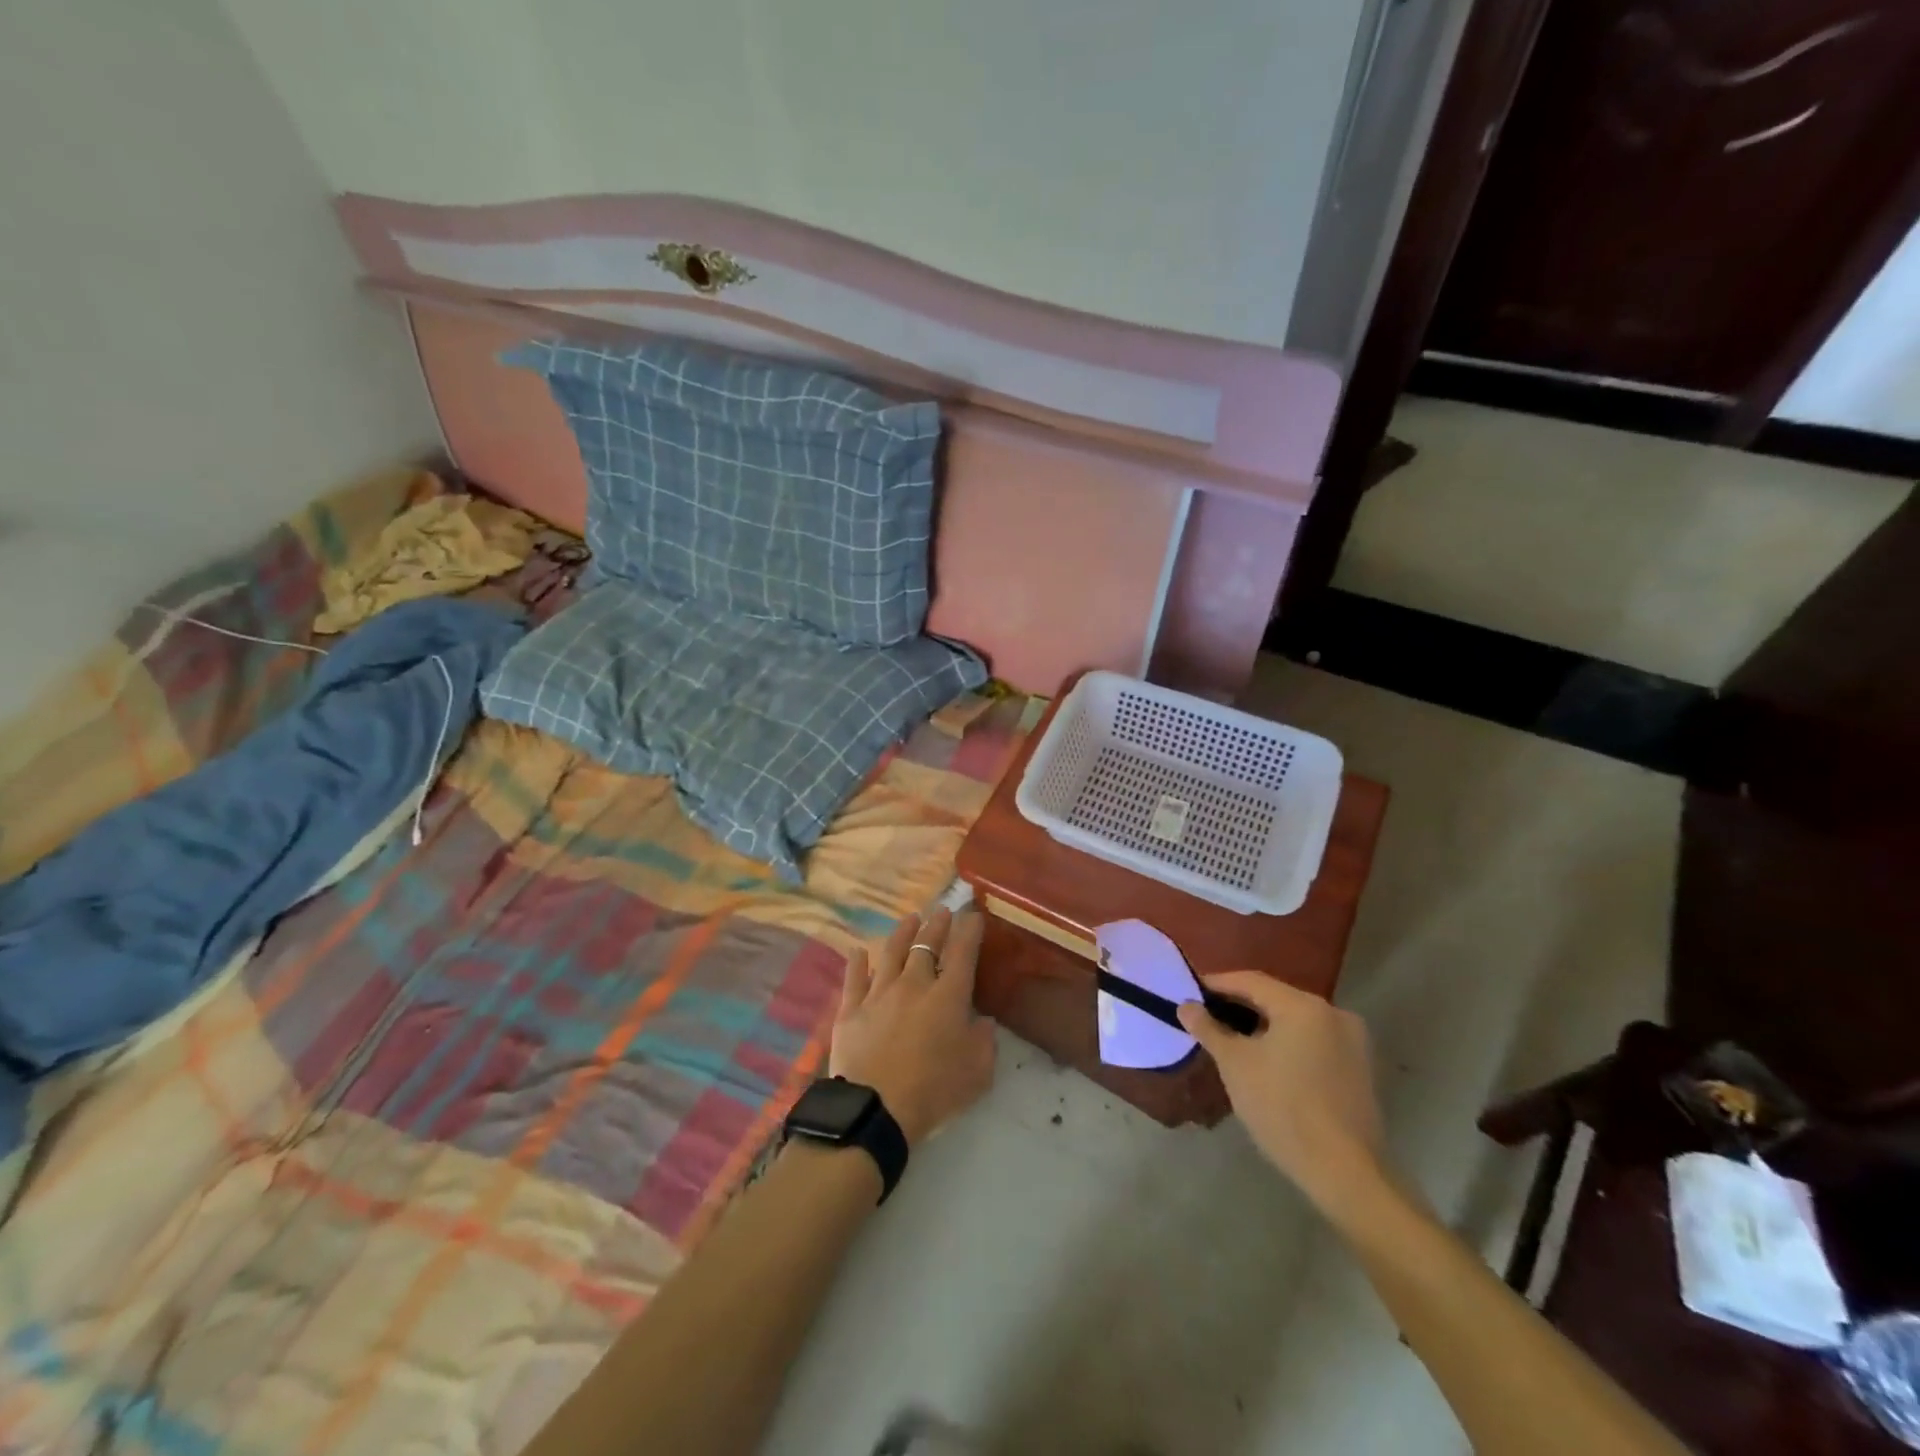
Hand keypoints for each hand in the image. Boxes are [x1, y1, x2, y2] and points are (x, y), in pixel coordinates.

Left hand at [830, 908, 995, 1146]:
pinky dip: (857, 963)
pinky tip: (859, 951)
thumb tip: (983, 1021)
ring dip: (902, 933)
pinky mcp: (851, 1009)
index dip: (969, 931)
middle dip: (937, 926)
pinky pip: (854, 979)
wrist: (876, 1109)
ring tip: (910, 919)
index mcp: (948, 996)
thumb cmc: (934, 1091)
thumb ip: (984, 1042)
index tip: (973, 916)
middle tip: (942, 912)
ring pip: (891, 953)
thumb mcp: (978, 1072)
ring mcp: (879, 994)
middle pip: (926, 946)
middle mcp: (914, 984)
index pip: (962, 953)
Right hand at [1179, 971, 1388, 1221]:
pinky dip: (1287, 1043)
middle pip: (1276, 999)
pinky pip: (1313, 1041)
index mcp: (1304, 1005)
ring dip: (1263, 1026)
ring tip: (1232, 1040)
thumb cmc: (1283, 1108)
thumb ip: (1209, 1029)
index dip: (1217, 984)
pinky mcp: (1360, 1069)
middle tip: (1207, 1017)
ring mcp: (1353, 1042)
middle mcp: (1334, 1013)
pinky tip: (1267, 1062)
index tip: (1190, 992)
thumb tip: (1186, 1007)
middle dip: (1239, 1006)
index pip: (1251, 981)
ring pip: (1295, 1021)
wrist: (1344, 1173)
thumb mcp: (1235, 1065)